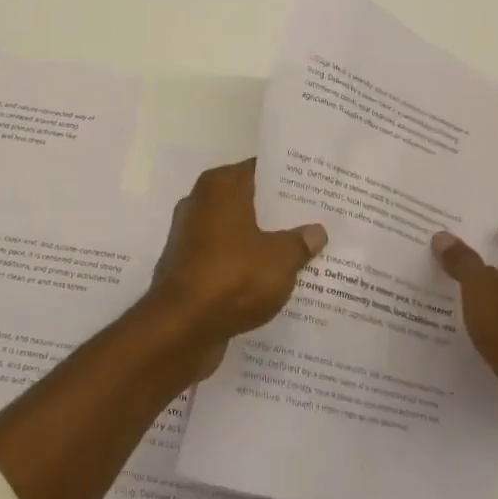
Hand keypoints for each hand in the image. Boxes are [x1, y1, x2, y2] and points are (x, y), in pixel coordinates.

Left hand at [143, 160, 326, 381]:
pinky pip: (225, 257)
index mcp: (220, 186)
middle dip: (279, 212)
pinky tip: (273, 278)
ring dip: (262, 241)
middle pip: (248, 200)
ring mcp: (190, 236)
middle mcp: (200, 202)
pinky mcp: (187, 267)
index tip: (317, 187)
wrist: (180, 328)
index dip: (290, 179)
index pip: (261, 170)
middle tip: (317, 219)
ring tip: (302, 250)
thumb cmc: (233, 277)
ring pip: (237, 231)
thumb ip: (300, 242)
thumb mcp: (280, 259)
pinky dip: (245, 264)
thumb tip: (316, 231)